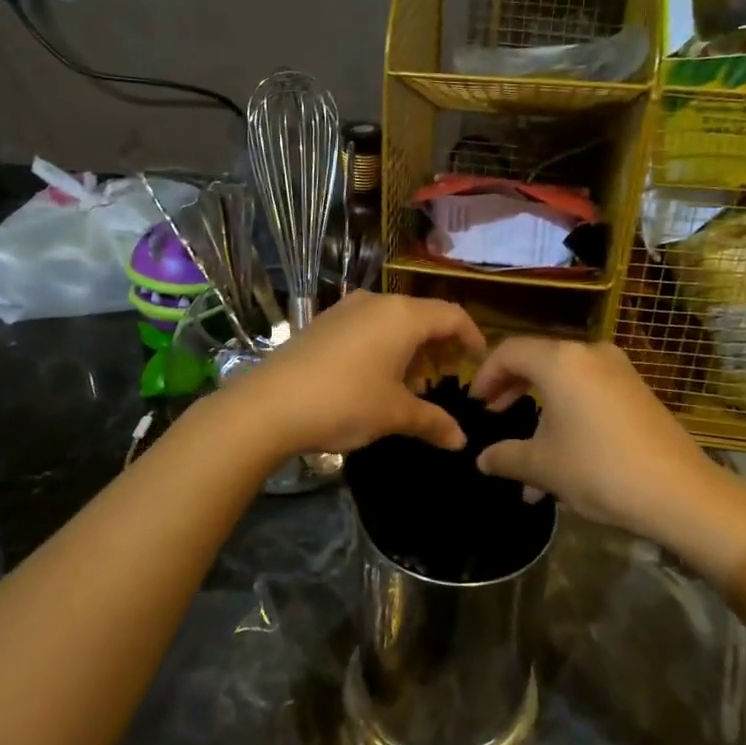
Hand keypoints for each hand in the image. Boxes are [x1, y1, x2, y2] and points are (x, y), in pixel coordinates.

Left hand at [224, 291, 486, 458]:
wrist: (268, 405)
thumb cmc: (344, 403)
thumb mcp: (395, 415)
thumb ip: (433, 422)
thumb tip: (460, 441)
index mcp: (402, 316)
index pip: (452, 315)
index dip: (471, 336)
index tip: (478, 360)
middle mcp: (376, 303)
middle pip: (422, 316)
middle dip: (438, 346)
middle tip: (444, 378)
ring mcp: (345, 310)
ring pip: (392, 322)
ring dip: (409, 349)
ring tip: (410, 385)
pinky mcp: (323, 323)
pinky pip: (367, 328)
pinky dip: (383, 347)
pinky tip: (375, 379)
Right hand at [471, 339, 736, 550]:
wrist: (680, 492)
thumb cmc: (598, 470)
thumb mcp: (543, 466)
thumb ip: (505, 457)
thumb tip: (482, 459)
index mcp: (560, 361)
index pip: (509, 352)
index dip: (485, 375)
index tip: (475, 404)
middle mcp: (589, 354)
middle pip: (538, 362)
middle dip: (512, 391)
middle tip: (494, 416)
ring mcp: (618, 371)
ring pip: (565, 383)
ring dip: (542, 416)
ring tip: (527, 464)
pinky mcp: (637, 391)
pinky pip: (589, 395)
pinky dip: (568, 418)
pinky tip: (562, 463)